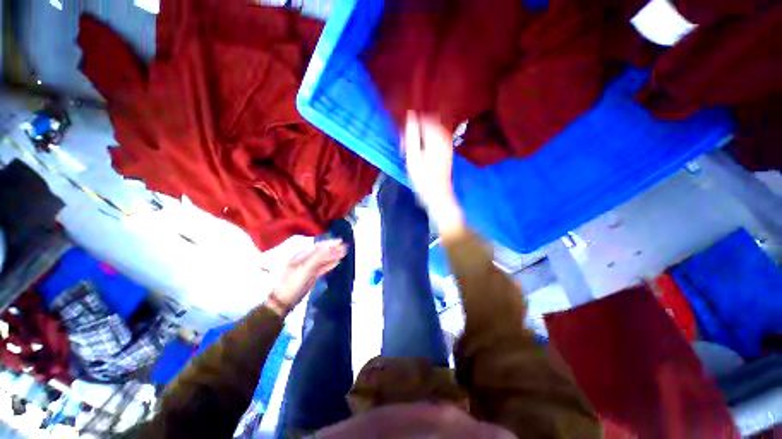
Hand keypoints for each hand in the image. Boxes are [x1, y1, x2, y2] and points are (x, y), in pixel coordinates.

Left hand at [266, 239, 346, 316]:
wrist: (285, 300)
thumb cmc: (295, 282)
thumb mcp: (307, 267)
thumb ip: (321, 256)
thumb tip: (334, 247)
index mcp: (302, 255)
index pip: (319, 246)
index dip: (330, 243)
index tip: (341, 241)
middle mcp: (305, 259)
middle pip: (322, 252)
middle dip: (333, 249)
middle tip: (345, 247)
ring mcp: (308, 268)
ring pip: (323, 259)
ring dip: (333, 256)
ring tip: (344, 253)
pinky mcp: (311, 276)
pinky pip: (323, 267)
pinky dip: (330, 264)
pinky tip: (336, 262)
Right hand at [403, 111, 463, 234]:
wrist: (437, 194)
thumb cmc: (423, 178)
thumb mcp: (413, 157)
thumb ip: (411, 135)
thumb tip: (410, 116)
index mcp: (436, 138)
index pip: (424, 119)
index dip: (412, 125)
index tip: (403, 138)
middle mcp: (445, 138)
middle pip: (430, 123)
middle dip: (417, 129)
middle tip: (406, 144)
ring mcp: (448, 145)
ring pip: (433, 130)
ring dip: (422, 135)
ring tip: (412, 148)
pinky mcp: (447, 151)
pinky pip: (437, 138)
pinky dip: (427, 140)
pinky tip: (421, 150)